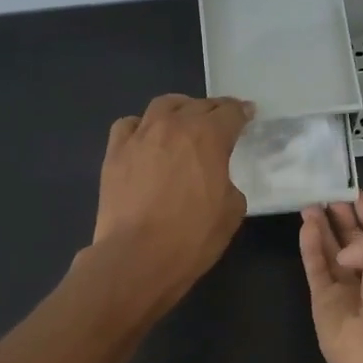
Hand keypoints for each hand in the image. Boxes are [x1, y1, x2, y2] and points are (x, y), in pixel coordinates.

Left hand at [90, 94, 252, 309]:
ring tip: (183, 122)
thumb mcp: (231, 212)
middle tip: (220, 122)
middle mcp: (173, 126)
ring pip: (162, 105)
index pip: (230, 112)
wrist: (136, 257)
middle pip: (197, 104)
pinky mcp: (115, 152)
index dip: (243, 112)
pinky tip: (146, 140)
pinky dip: (142, 127)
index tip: (248, 115)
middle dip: (214, 110)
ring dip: (179, 109)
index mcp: (208, 137)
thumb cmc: (191, 237)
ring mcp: (140, 136)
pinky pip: (129, 125)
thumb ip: (229, 183)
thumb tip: (217, 179)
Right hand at [299, 192, 362, 362]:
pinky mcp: (323, 301)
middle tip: (326, 194)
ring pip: (332, 253)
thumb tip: (349, 251)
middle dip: (343, 218)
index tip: (357, 193)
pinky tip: (305, 225)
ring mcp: (348, 290)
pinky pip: (316, 268)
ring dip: (322, 228)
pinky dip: (310, 247)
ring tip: (309, 204)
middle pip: (354, 242)